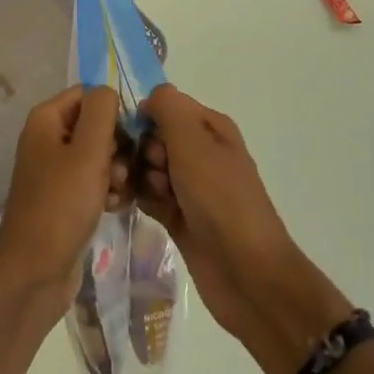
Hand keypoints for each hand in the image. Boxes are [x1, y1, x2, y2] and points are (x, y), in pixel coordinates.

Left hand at [0, 87, 129, 318]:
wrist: (35, 272)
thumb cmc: (61, 205)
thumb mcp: (87, 152)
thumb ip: (101, 113)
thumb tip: (108, 90)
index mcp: (47, 119)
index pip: (89, 94)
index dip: (114, 109)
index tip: (134, 133)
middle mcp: (48, 138)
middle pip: (96, 124)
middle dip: (118, 144)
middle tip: (125, 169)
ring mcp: (56, 170)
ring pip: (99, 155)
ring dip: (116, 170)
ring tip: (120, 191)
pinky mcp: (65, 198)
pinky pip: (94, 182)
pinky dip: (108, 190)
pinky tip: (116, 207)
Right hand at [138, 86, 352, 373]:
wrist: (248, 276)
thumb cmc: (221, 200)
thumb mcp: (193, 142)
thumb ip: (168, 108)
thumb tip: (150, 98)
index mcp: (210, 128)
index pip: (166, 106)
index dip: (146, 118)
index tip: (138, 139)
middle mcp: (201, 152)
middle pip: (154, 137)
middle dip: (139, 150)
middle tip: (146, 173)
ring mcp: (190, 187)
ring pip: (149, 167)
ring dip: (136, 175)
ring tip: (133, 193)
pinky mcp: (180, 217)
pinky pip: (150, 196)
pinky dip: (138, 196)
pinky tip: (124, 204)